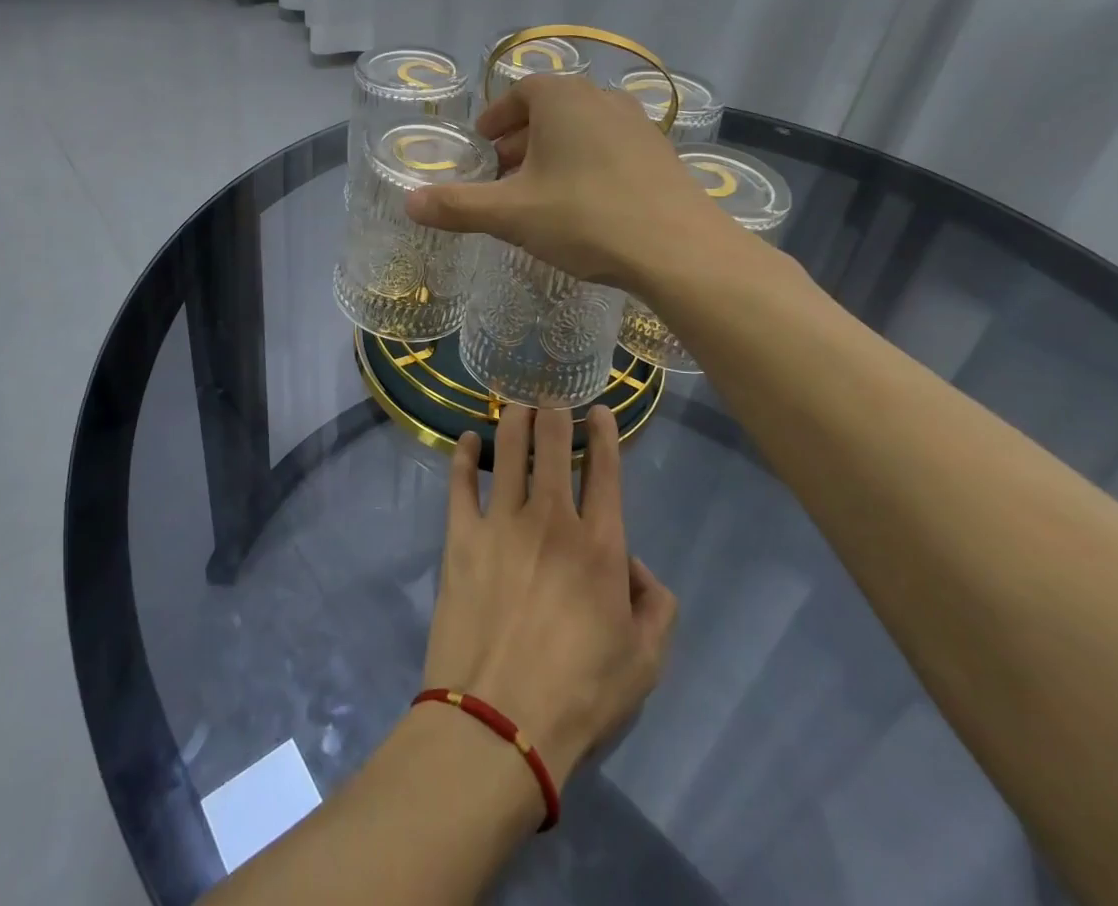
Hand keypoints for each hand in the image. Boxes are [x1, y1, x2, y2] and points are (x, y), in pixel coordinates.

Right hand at [404, 74, 759, 290]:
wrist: (678, 249)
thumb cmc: (585, 217)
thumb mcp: (511, 214)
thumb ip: (457, 206)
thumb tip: (408, 202)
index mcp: (562, 98)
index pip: (519, 92)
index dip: (496, 118)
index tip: (482, 143)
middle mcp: (601, 99)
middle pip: (550, 110)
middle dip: (520, 138)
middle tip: (501, 172)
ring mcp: (637, 125)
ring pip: (581, 129)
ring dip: (554, 152)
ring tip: (537, 190)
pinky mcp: (660, 154)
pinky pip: (609, 148)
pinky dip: (585, 165)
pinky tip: (582, 204)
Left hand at [420, 405, 677, 784]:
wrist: (499, 721)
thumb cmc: (579, 694)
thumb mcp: (645, 662)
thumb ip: (657, 606)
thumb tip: (637, 567)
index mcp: (600, 544)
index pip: (605, 471)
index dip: (604, 433)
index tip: (599, 408)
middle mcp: (551, 520)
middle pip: (554, 446)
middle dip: (555, 411)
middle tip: (552, 394)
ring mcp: (501, 523)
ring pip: (508, 451)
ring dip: (514, 420)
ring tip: (515, 402)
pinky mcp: (461, 537)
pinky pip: (460, 482)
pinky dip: (461, 455)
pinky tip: (465, 439)